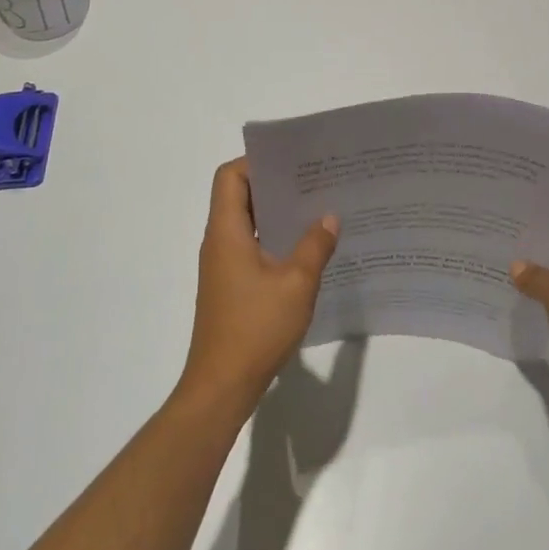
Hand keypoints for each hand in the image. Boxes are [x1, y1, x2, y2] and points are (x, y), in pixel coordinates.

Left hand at [179, 159, 339, 417]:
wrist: (221, 387)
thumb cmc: (255, 328)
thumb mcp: (296, 283)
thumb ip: (314, 245)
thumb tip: (328, 217)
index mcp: (227, 232)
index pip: (230, 176)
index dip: (257, 162)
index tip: (292, 162)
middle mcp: (219, 242)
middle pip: (239, 196)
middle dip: (275, 185)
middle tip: (314, 181)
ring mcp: (223, 266)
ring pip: (248, 223)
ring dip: (277, 214)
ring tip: (317, 209)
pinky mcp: (230, 286)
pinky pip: (251, 247)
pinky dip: (275, 240)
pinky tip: (307, 250)